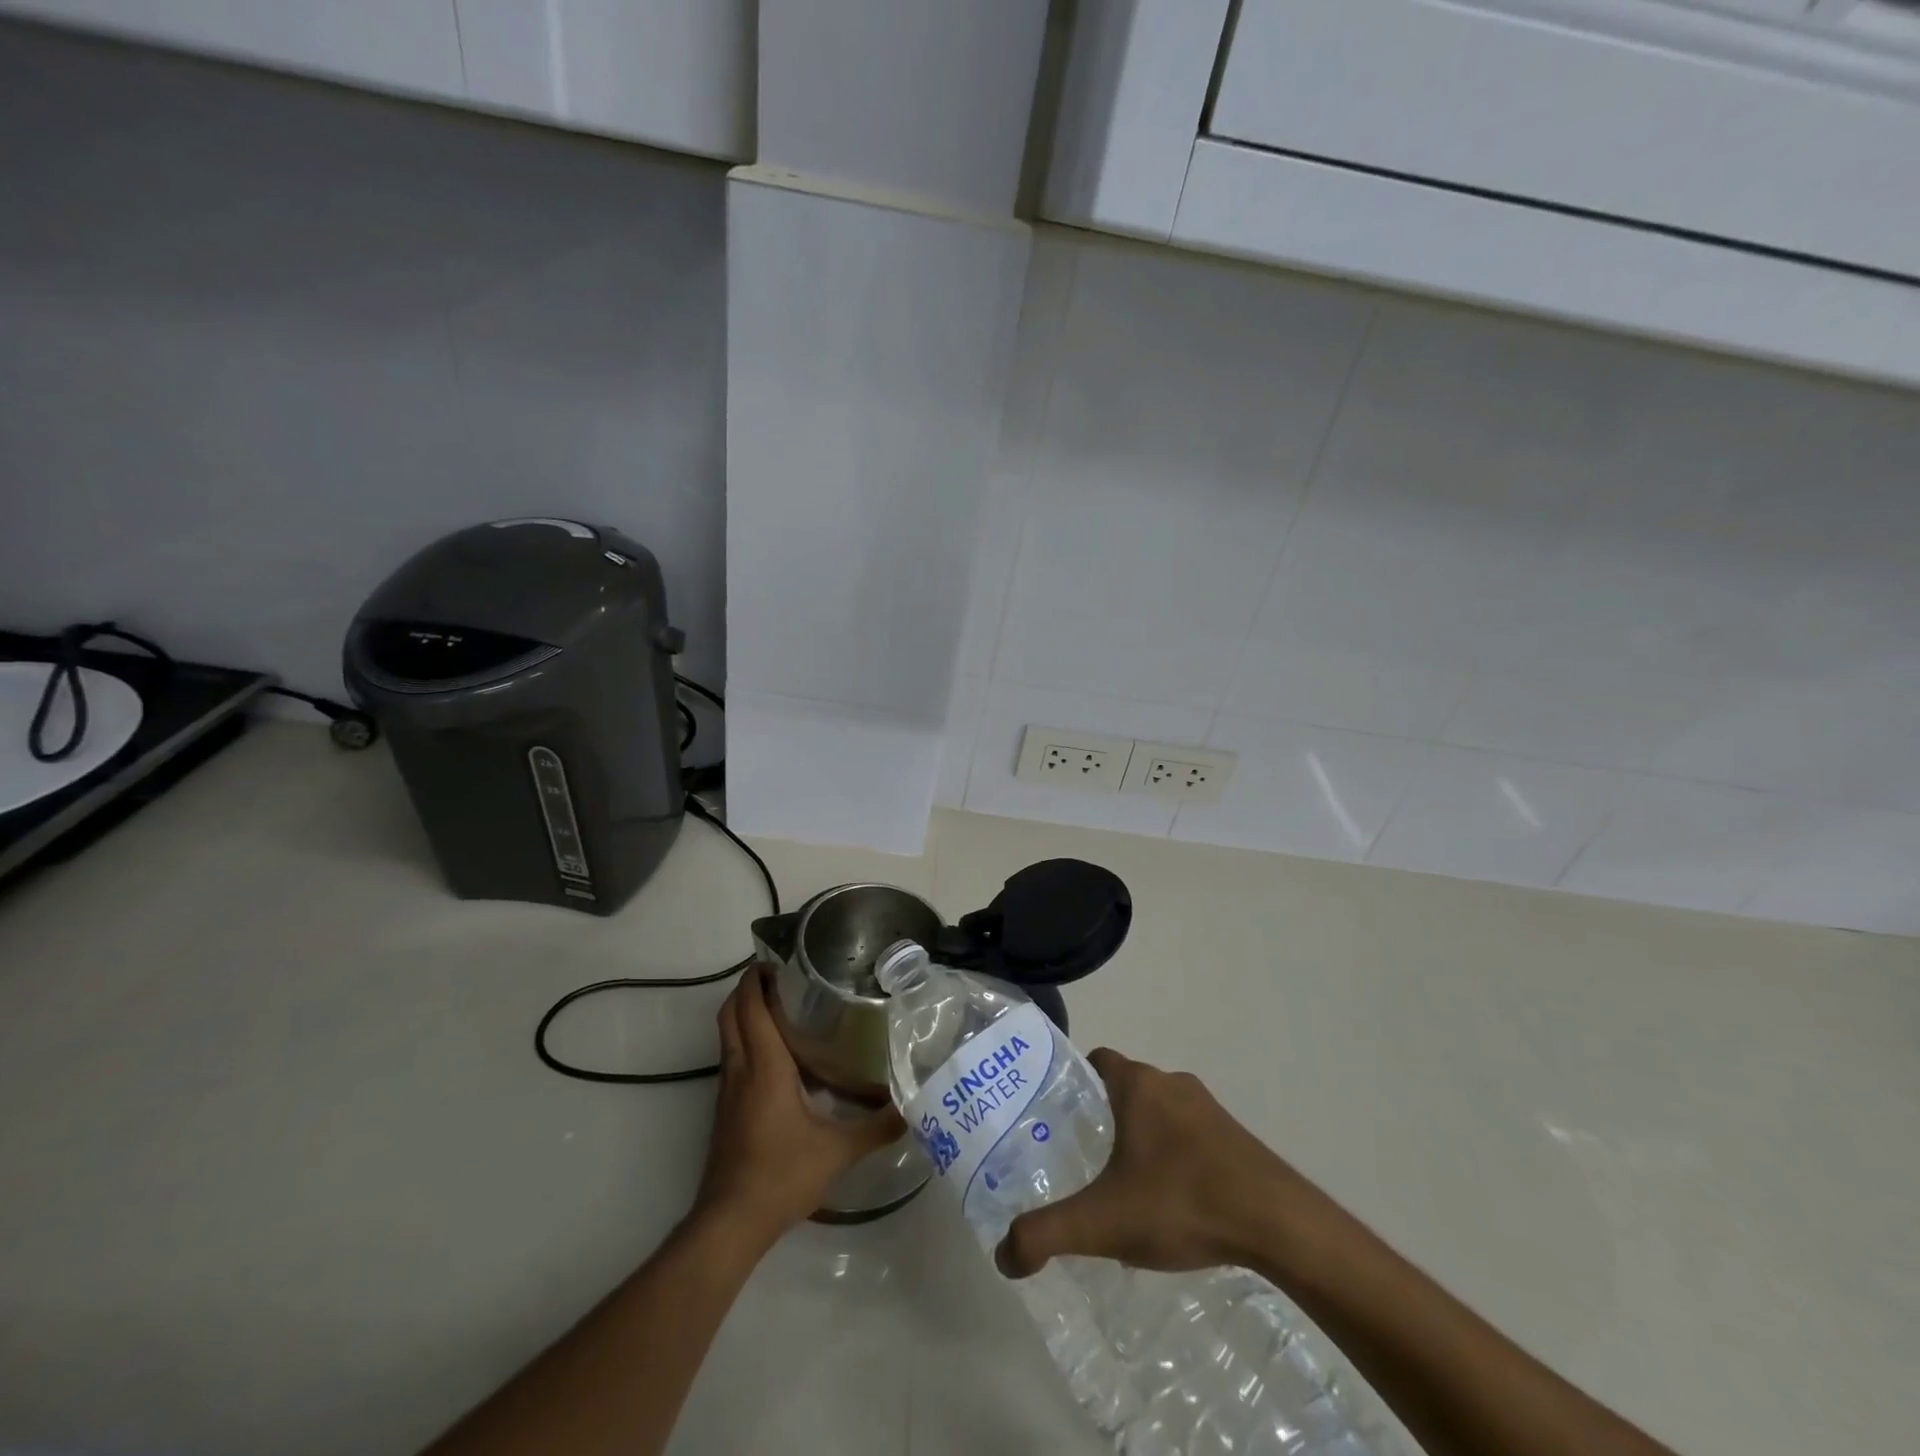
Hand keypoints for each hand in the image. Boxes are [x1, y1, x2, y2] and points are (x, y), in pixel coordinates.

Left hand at [692, 966, 903, 1247]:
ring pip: (727, 1035)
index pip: (750, 1008)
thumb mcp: (838, 1151)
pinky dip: (746, 1038)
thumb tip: (913, 1106)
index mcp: (764, 1066)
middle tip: (780, 975)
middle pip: (730, 1013)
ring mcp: (727, 1090)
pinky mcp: (725, 1109)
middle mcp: (740, 1069)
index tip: (778, 960)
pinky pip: (732, 1057)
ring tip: (781, 1004)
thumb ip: (877, 1126)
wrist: (731, 1223)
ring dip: (745, 1012)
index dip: (756, 979)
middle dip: (747, 987)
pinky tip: (776, 1054)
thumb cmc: (781, 1175)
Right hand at [996, 1048, 1319, 1278]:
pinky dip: (1178, 1157)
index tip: (1061, 1115)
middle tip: (1086, 1159)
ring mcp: (1209, 1108)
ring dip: (1145, 1138)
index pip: (1097, 1060)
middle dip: (1107, 1116)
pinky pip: (1193, 1136)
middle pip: (1128, 1087)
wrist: (1277, 1222)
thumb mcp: (1102, 1222)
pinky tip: (1176, 1205)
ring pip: (1162, 1112)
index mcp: (1137, 1085)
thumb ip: (1046, 1233)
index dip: (1075, 1081)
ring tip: (1129, 1188)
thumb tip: (1002, 1254)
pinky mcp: (1237, 1137)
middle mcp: (1171, 1083)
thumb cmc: (1180, 1201)